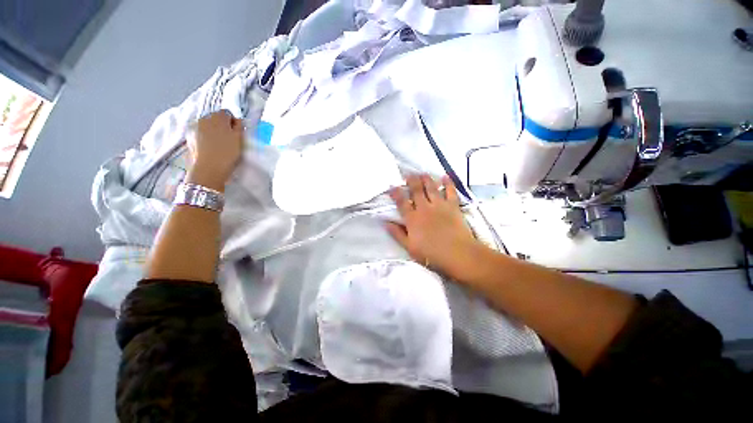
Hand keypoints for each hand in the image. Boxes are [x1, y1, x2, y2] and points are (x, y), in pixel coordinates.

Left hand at [186, 110, 244, 190]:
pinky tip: (210, 148)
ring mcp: (194, 127)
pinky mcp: (189, 137)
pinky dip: (204, 137)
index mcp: (218, 117)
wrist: (209, 168)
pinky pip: (199, 133)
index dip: (233, 122)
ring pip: (206, 125)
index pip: (227, 113)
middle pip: (215, 118)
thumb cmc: (227, 153)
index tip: (237, 133)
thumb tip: (237, 120)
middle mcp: (204, 118)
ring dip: (212, 131)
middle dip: (222, 125)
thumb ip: (239, 127)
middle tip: (229, 139)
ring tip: (218, 144)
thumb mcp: (239, 139)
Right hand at [386, 174, 486, 280]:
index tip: (392, 186)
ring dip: (426, 179)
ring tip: (422, 173)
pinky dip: (448, 183)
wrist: (458, 254)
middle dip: (411, 181)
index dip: (396, 193)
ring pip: (431, 188)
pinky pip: (450, 191)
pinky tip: (445, 177)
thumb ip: (397, 234)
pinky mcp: (453, 206)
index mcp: (412, 219)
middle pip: (416, 191)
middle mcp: (424, 208)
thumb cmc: (431, 254)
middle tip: (408, 174)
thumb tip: (386, 223)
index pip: (402, 202)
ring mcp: (439, 205)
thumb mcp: (410, 247)